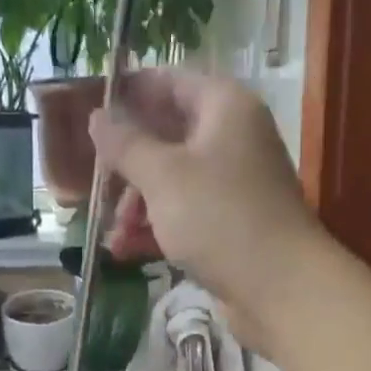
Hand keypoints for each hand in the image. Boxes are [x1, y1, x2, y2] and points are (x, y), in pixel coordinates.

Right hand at [89, 70, 327, 351]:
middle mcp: (232, 138)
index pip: (170, 82)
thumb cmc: (220, 218)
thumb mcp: (163, 176)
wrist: (282, 288)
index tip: (88, 110)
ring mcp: (233, 184)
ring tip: (113, 233)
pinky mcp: (230, 224)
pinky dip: (156, 227)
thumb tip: (98, 116)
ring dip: (136, 204)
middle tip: (93, 182)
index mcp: (224, 108)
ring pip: (171, 180)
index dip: (129, 92)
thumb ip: (126, 144)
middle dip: (126, 163)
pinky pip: (184, 214)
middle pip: (167, 135)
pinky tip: (125, 250)